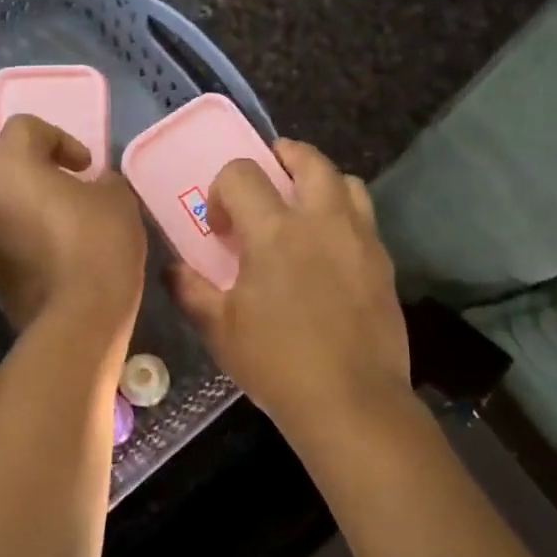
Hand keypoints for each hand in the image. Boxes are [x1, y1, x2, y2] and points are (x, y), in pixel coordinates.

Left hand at [0, 115, 146, 335]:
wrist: (80, 316)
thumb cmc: (99, 245)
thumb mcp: (117, 200)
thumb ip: (100, 182)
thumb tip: (92, 186)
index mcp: (11, 169)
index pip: (19, 128)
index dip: (55, 137)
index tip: (83, 166)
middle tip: (15, 176)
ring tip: (17, 212)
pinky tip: (28, 243)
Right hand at [167, 140, 410, 442]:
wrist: (351, 400)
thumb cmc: (277, 363)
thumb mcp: (220, 330)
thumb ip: (191, 291)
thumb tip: (172, 270)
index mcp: (275, 232)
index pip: (242, 173)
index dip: (222, 189)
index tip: (220, 226)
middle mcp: (322, 221)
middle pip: (309, 160)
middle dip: (284, 156)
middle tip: (270, 173)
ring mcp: (360, 239)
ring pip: (347, 182)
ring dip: (322, 181)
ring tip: (305, 205)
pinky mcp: (384, 263)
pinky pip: (365, 219)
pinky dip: (344, 216)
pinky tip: (329, 250)